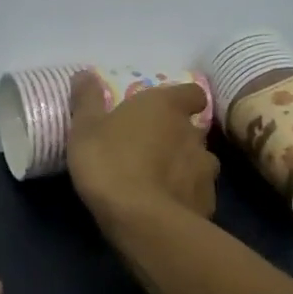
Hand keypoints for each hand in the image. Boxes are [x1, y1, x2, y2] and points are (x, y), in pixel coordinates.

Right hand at [66, 71, 218, 227]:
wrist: (141, 220)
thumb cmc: (110, 163)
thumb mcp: (85, 129)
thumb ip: (87, 100)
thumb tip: (84, 73)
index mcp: (166, 107)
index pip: (192, 93)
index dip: (181, 100)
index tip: (165, 110)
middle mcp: (194, 133)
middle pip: (192, 129)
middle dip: (176, 138)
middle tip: (150, 150)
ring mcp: (206, 169)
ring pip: (199, 162)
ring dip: (183, 168)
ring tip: (159, 183)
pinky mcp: (208, 202)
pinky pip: (197, 194)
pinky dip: (185, 197)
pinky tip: (166, 209)